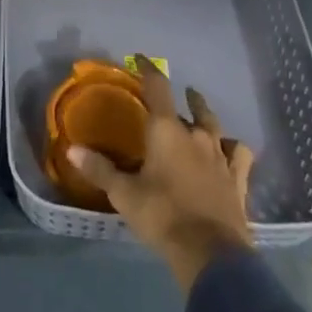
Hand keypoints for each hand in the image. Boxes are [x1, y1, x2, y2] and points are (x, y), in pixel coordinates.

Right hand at [68, 57, 255, 292]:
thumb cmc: (162, 216)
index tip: (141, 58)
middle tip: (180, 94)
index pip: (158, 87)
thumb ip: (100, 170)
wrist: (211, 254)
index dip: (149, 69)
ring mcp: (220, 157)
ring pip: (216, 127)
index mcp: (166, 131)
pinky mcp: (238, 180)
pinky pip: (240, 155)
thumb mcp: (125, 195)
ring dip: (208, 118)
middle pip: (193, 107)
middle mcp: (196, 136)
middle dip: (185, 98)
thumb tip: (72, 149)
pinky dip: (234, 149)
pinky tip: (231, 151)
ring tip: (203, 116)